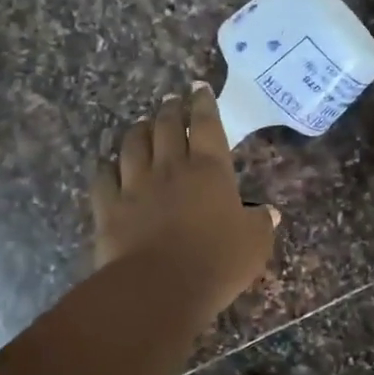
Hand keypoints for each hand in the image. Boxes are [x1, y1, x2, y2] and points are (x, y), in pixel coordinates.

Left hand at [91, 84, 278, 314]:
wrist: (160, 287)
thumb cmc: (217, 262)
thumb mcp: (254, 244)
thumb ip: (261, 224)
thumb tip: (269, 212)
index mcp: (210, 170)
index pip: (207, 124)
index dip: (204, 103)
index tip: (199, 88)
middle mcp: (171, 167)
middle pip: (167, 127)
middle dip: (170, 109)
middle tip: (171, 100)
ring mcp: (135, 185)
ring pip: (133, 145)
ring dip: (139, 130)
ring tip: (142, 123)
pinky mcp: (109, 207)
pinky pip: (104, 177)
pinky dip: (107, 166)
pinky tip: (108, 164)